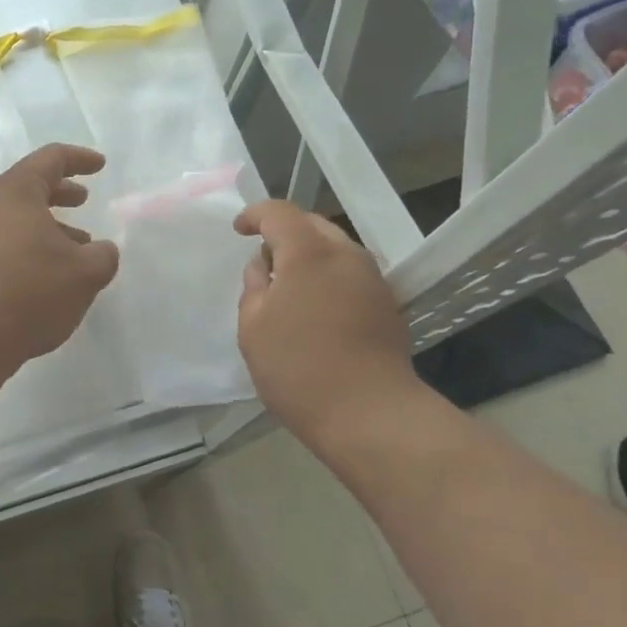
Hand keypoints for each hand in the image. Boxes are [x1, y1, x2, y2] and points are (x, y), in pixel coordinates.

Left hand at [0, 144, 120, 369]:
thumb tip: (101, 251)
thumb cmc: (30, 290)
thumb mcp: (85, 273)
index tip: (100, 165)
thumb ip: (103, 256)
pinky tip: (51, 274)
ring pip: (17, 219)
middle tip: (84, 199)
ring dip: (49, 226)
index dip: (79, 159)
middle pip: (29, 187)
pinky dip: (32, 247)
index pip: (50, 159)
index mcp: (16, 192)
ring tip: (78, 246)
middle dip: (60, 192)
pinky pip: (6, 243)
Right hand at [234, 200, 422, 449]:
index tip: (239, 230)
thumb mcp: (254, 327)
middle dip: (285, 232)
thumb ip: (254, 287)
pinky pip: (350, 273)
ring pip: (335, 249)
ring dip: (309, 256)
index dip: (255, 214)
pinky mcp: (387, 304)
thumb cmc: (298, 368)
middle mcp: (346, 254)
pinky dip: (328, 276)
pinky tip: (316, 307)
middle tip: (263, 260)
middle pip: (312, 225)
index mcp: (308, 253)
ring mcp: (372, 279)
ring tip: (289, 287)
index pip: (279, 212)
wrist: (370, 413)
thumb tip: (263, 266)